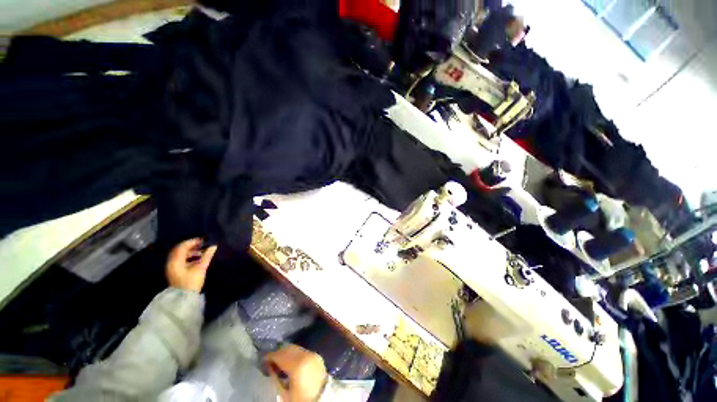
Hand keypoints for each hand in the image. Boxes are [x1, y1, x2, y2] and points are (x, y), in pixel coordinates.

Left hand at [165, 239, 216, 292]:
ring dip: (190, 251)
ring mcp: (172, 268)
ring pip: (179, 255)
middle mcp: (171, 263)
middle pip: (179, 250)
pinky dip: (187, 257)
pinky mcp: (174, 272)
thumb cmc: (192, 282)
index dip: (192, 242)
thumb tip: (213, 246)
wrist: (183, 297)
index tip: (202, 240)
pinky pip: (180, 260)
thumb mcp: (201, 268)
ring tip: (201, 252)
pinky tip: (196, 259)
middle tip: (202, 244)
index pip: (182, 247)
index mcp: (175, 261)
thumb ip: (207, 256)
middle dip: (191, 246)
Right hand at [264, 344, 327, 401]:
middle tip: (269, 360)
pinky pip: (303, 351)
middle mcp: (307, 355)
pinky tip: (289, 361)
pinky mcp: (317, 356)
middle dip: (278, 353)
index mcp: (298, 365)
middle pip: (289, 349)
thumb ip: (275, 378)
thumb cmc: (300, 399)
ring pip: (296, 348)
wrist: (320, 400)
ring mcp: (313, 354)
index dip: (270, 356)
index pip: (281, 355)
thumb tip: (269, 366)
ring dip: (286, 352)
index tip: (263, 359)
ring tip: (278, 361)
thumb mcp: (283, 393)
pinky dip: (295, 354)